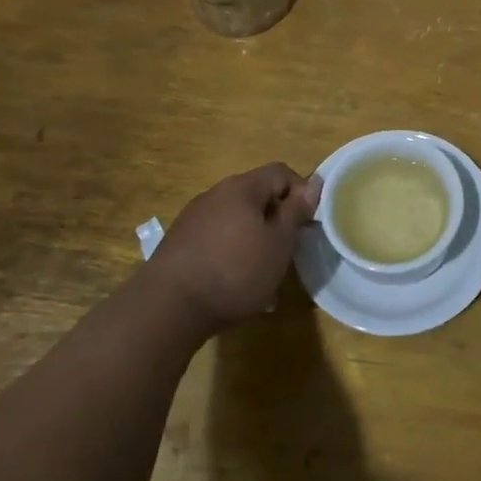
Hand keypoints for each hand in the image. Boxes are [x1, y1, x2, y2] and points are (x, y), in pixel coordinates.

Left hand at [150, 164, 323, 333]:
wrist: (167, 308)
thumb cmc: (235, 271)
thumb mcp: (279, 243)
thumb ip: (296, 211)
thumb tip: (314, 183)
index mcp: (242, 188)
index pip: (281, 172)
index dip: (301, 192)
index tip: (307, 224)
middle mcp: (216, 194)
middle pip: (257, 196)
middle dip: (276, 221)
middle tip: (287, 252)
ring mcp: (193, 218)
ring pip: (237, 221)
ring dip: (255, 241)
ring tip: (263, 277)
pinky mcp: (179, 243)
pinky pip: (217, 240)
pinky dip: (232, 255)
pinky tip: (235, 286)